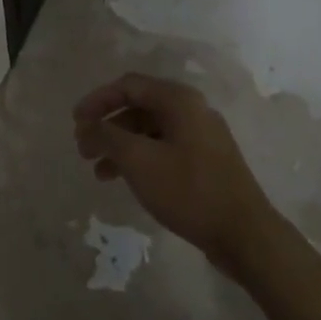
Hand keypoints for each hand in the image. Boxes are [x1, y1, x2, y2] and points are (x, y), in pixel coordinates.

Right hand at [73, 73, 279, 276]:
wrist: (245, 234)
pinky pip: (164, 149)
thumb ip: (107, 136)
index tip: (75, 122)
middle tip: (83, 149)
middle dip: (107, 126)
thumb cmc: (189, 190)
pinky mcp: (206, 161)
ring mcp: (202, 136)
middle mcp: (192, 110)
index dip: (97, 100)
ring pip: (150, 131)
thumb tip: (87, 126)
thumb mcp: (139, 161)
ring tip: (99, 172)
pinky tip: (126, 181)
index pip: (128, 85)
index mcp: (179, 100)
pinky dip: (140, 159)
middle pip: (139, 107)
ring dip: (121, 146)